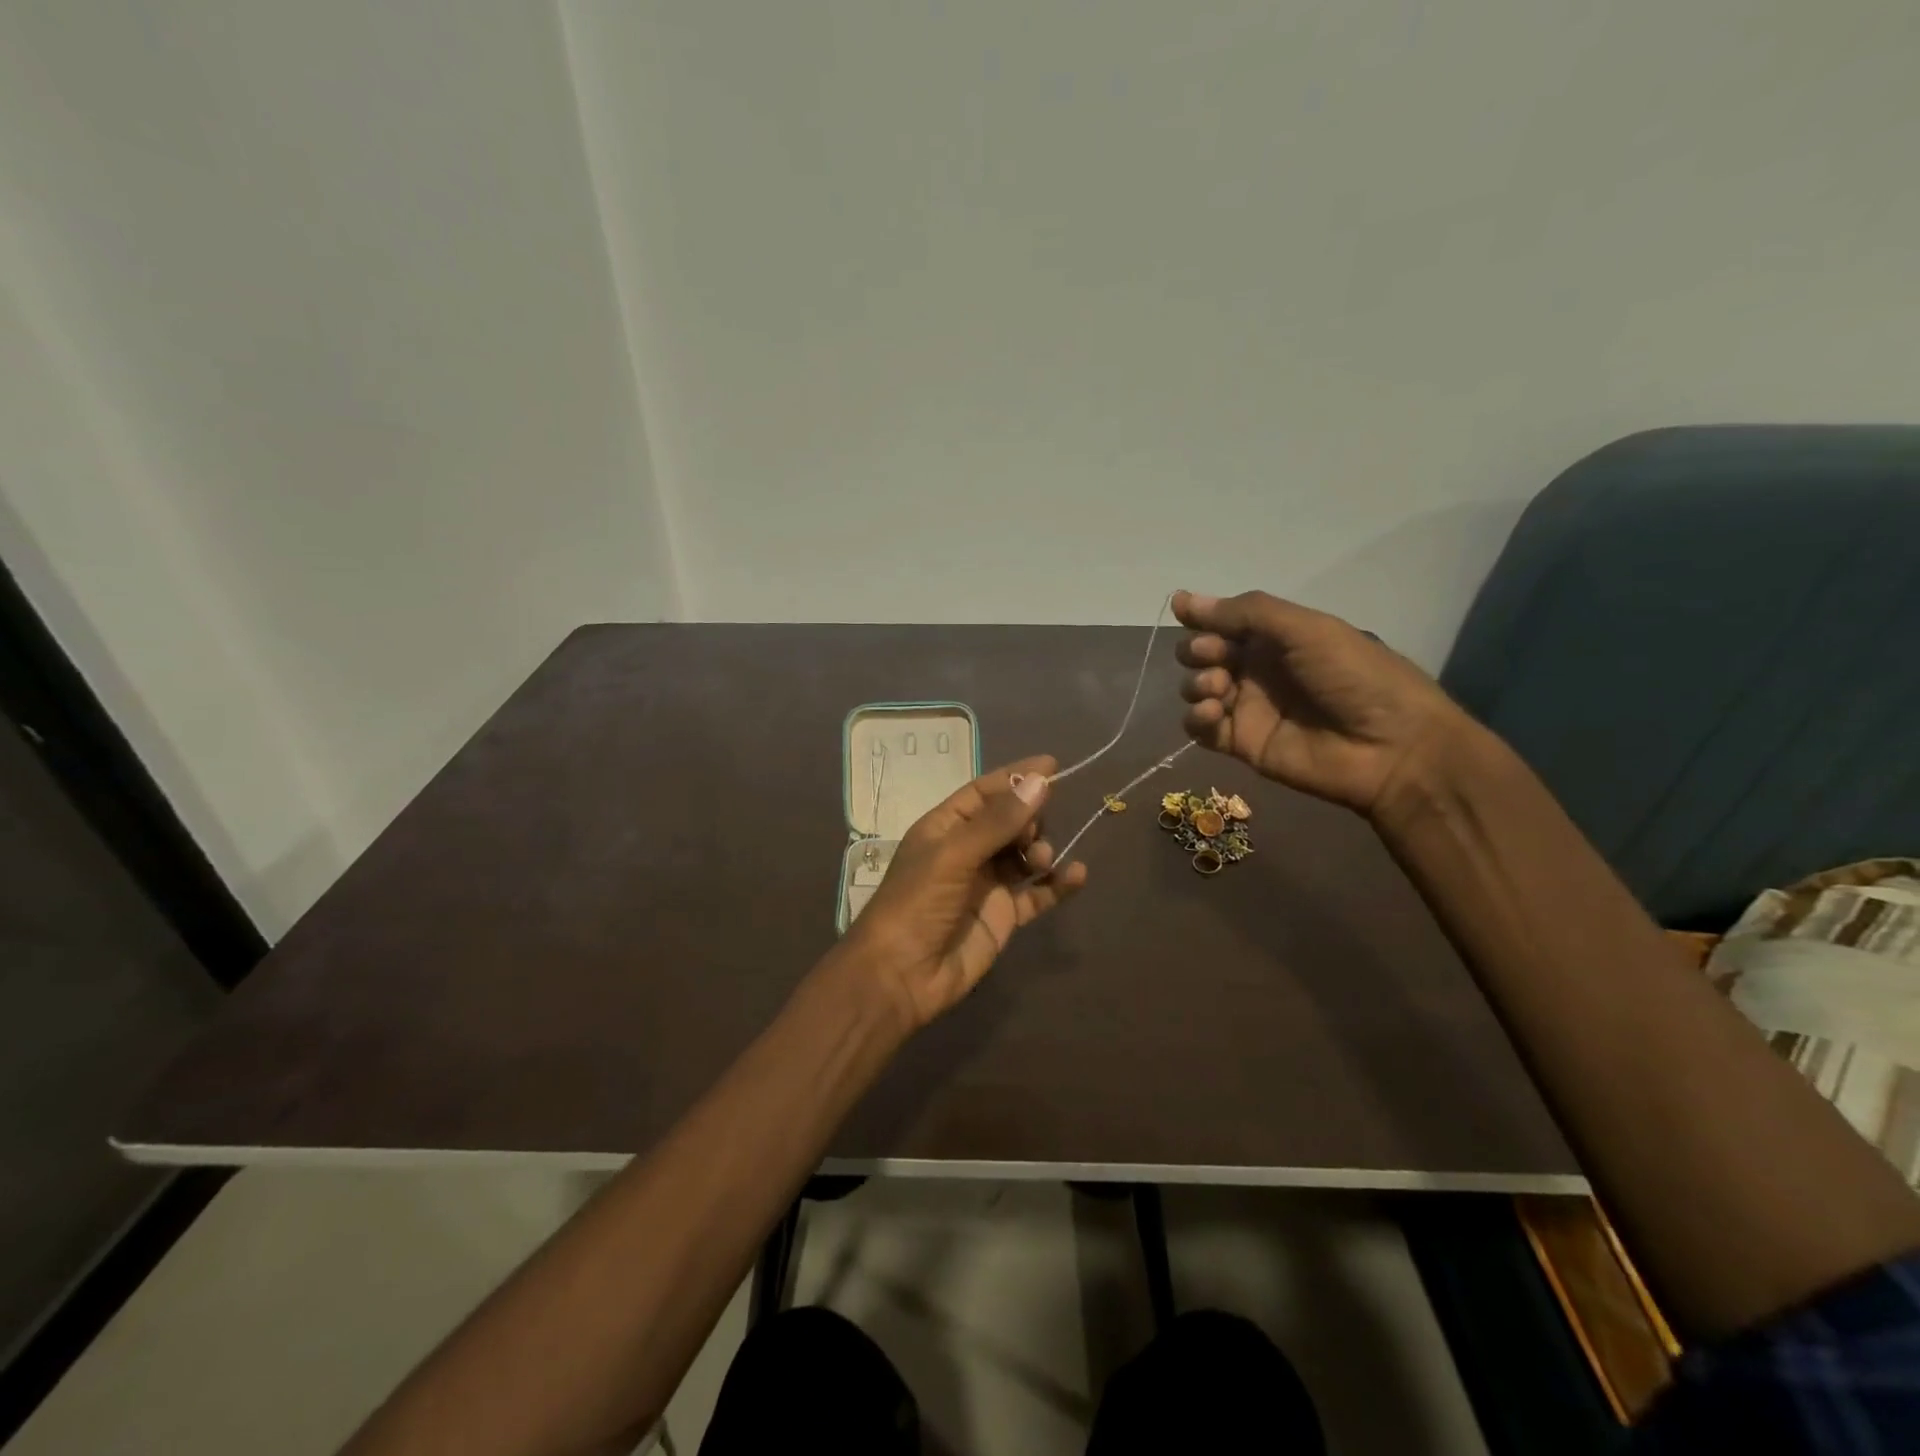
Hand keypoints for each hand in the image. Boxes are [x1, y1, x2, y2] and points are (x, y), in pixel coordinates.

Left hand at [844, 756, 1087, 1029]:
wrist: (901, 975)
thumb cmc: (916, 904)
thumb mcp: (954, 855)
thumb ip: (999, 821)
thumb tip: (1039, 781)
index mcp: (944, 827)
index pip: (984, 792)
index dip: (1015, 777)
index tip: (1052, 765)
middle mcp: (967, 850)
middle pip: (1010, 821)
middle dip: (1029, 819)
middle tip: (1031, 834)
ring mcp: (987, 884)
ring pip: (1025, 855)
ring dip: (1040, 850)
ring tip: (1039, 861)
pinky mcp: (1004, 916)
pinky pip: (1038, 893)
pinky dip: (1058, 884)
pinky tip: (1078, 875)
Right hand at [1173, 590, 1470, 818]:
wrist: (1391, 746)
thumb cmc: (1354, 676)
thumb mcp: (1306, 630)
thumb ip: (1244, 613)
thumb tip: (1181, 599)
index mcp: (1276, 637)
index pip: (1223, 622)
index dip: (1202, 618)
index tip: (1184, 615)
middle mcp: (1258, 669)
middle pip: (1204, 655)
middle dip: (1197, 650)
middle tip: (1212, 656)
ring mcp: (1248, 708)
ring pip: (1198, 689)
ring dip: (1196, 683)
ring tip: (1217, 688)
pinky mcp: (1242, 744)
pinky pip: (1201, 728)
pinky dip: (1196, 718)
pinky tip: (1211, 713)